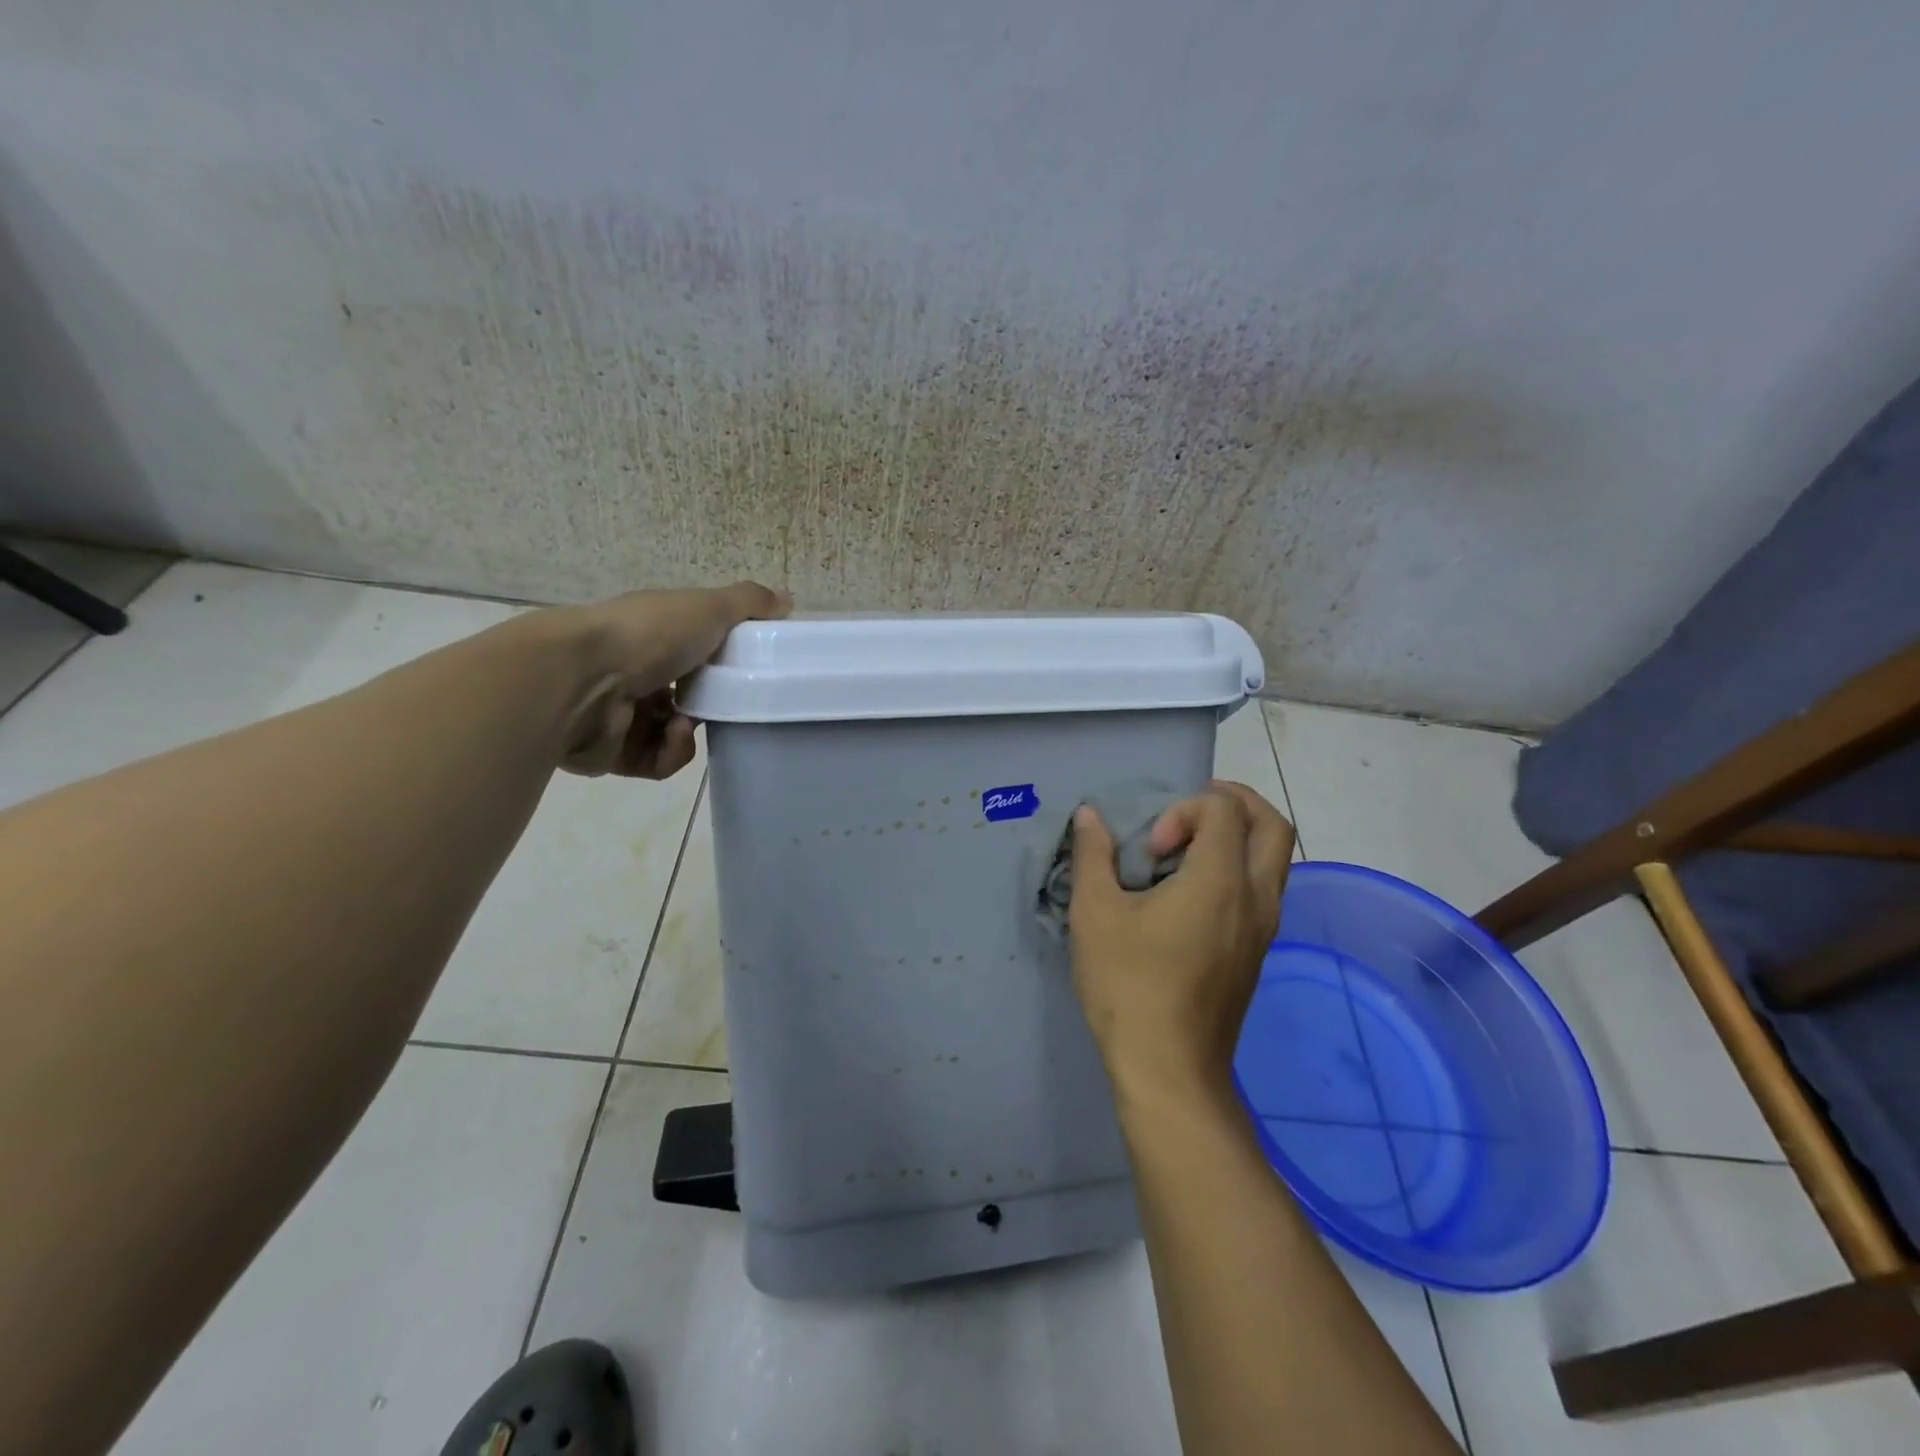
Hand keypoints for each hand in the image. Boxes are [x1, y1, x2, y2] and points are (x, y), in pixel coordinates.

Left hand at [546, 582, 789, 777]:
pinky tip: (668, 737)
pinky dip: (669, 753)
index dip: (721, 662)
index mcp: (651, 635)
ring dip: (689, 734)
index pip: (693, 650)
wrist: (578, 679)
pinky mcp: (611, 752)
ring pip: (673, 734)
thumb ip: (749, 603)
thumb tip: (787, 598)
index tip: (744, 671)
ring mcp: (619, 713)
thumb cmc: (647, 635)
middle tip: (723, 705)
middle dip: (709, 705)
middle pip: (685, 696)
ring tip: (685, 725)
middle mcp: (632, 671)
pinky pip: (656, 762)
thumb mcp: (708, 608)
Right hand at [1068, 781, 1293, 1103]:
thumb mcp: (1095, 914)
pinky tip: (1190, 891)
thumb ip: (1093, 856)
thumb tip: (1090, 816)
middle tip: (1192, 809)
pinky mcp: (1257, 952)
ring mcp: (1264, 928)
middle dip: (1236, 802)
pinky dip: (1237, 868)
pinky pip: (1263, 888)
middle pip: (1274, 825)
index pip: (1224, 809)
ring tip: (1187, 848)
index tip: (1151, 847)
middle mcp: (1256, 897)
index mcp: (1221, 881)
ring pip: (1275, 859)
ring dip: (1239, 837)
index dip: (1184, 810)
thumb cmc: (1129, 985)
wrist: (1169, 1069)